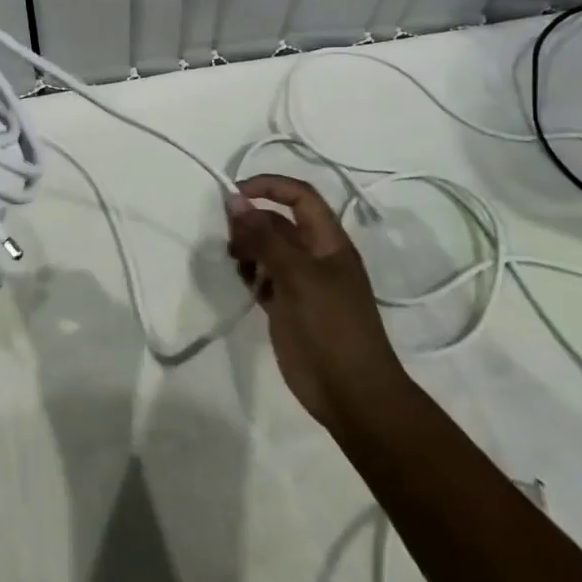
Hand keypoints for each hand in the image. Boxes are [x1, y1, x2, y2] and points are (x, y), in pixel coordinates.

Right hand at [227, 174, 409, 431]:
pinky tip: (240, 279)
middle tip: (228, 234)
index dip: (270, 186)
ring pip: (268, 249)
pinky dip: (249, 272)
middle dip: (252, 219)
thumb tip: (234, 201)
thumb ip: (265, 238)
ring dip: (248, 246)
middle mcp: (315, 256)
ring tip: (233, 258)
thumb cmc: (332, 327)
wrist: (352, 394)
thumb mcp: (298, 276)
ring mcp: (301, 282)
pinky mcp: (287, 307)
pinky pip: (263, 277)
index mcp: (329, 242)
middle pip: (279, 222)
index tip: (235, 194)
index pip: (300, 196)